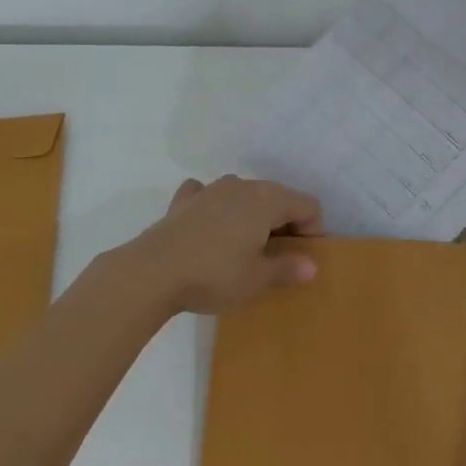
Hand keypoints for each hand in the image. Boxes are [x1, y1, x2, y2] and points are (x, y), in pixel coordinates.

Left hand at [124, 175, 321, 316]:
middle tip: (276, 257)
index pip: (307, 204)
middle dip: (284, 222)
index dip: (312, 230)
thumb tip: (311, 265)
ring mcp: (211, 189)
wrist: (153, 271)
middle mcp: (242, 186)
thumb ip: (287, 268)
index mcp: (267, 200)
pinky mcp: (184, 199)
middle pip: (277, 196)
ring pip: (244, 194)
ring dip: (251, 214)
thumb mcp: (257, 279)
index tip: (300, 259)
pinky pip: (209, 195)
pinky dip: (215, 208)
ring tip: (243, 247)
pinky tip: (208, 227)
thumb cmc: (214, 274)